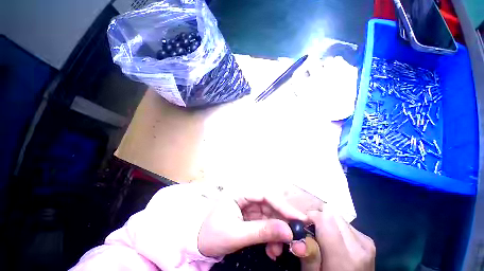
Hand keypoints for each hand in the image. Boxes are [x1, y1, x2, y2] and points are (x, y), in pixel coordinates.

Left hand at [198, 191, 307, 258]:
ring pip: (270, 217)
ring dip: (277, 233)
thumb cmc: (212, 234)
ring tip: (280, 250)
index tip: (299, 219)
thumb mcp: (237, 234)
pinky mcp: (250, 219)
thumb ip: (262, 232)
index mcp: (240, 193)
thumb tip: (288, 231)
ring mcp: (249, 209)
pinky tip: (272, 250)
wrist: (197, 244)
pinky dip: (271, 238)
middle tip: (295, 238)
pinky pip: (265, 226)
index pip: (265, 196)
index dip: (282, 206)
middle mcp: (246, 198)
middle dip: (282, 222)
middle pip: (270, 206)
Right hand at [301, 209, 375, 270]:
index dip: (311, 216)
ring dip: (327, 222)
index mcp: (345, 257)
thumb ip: (308, 257)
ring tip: (322, 236)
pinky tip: (334, 240)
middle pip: (332, 214)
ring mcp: (366, 242)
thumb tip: (298, 239)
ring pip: (339, 217)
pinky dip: (336, 227)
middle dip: (318, 217)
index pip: (326, 217)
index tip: (304, 225)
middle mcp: (359, 245)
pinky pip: (346, 224)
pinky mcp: (368, 242)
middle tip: (311, 230)